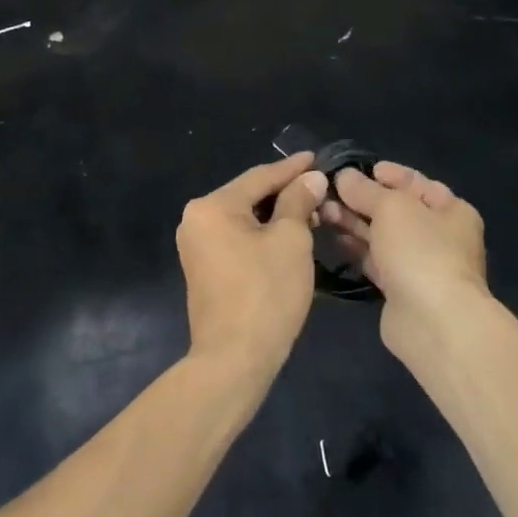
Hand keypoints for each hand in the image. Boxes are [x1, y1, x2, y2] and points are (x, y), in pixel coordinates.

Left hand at [177, 154, 329, 375]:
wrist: (235, 359)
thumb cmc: (266, 293)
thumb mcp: (291, 240)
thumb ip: (299, 201)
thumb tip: (311, 178)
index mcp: (212, 206)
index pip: (260, 177)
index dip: (293, 168)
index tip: (318, 157)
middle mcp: (196, 220)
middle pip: (249, 196)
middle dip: (287, 193)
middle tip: (321, 190)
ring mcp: (196, 246)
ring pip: (245, 219)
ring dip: (278, 216)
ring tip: (312, 213)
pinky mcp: (204, 269)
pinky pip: (237, 239)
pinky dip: (263, 235)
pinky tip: (289, 237)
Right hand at [324, 162, 488, 344]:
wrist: (433, 321)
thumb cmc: (420, 250)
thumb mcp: (392, 207)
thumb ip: (365, 189)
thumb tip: (344, 176)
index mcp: (451, 210)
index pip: (416, 183)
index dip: (386, 174)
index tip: (355, 169)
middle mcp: (440, 236)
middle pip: (396, 210)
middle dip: (362, 199)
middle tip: (328, 192)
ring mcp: (421, 264)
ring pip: (383, 236)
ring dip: (355, 223)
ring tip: (323, 213)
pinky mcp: (402, 289)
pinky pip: (377, 261)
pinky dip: (358, 250)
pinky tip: (335, 240)